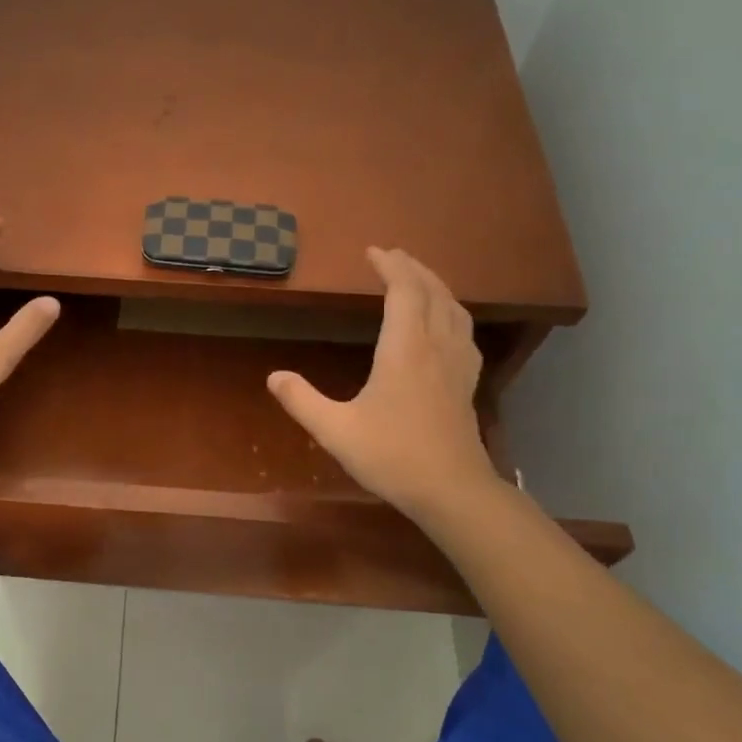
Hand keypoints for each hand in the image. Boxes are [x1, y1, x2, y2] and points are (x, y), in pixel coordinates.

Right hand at [267, 247, 495, 520]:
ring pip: (454, 310)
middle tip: (392, 256)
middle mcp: (436, 347)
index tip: (372, 251)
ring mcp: (457, 365)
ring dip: (436, 286)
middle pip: (433, 293)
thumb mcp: (335, 430)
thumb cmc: (392, 456)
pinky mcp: (467, 384)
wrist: (451, 490)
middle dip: (413, 269)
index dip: (390, 266)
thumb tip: (273, 377)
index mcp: (405, 350)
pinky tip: (445, 324)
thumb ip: (301, 401)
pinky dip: (452, 313)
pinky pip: (464, 332)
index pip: (404, 292)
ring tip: (418, 280)